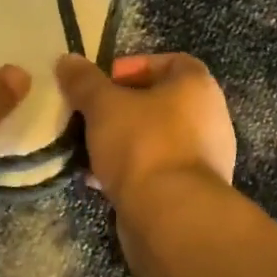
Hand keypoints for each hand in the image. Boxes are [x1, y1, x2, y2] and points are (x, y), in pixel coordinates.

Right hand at [55, 52, 235, 207]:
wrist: (170, 216)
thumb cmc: (142, 145)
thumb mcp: (103, 105)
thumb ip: (84, 81)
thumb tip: (67, 60)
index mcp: (198, 87)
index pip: (172, 62)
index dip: (136, 65)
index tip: (105, 80)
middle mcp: (209, 118)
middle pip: (161, 102)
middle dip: (123, 107)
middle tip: (91, 113)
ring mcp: (204, 158)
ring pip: (156, 138)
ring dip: (123, 140)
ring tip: (88, 146)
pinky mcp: (192, 192)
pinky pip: (157, 169)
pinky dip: (131, 169)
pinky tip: (98, 179)